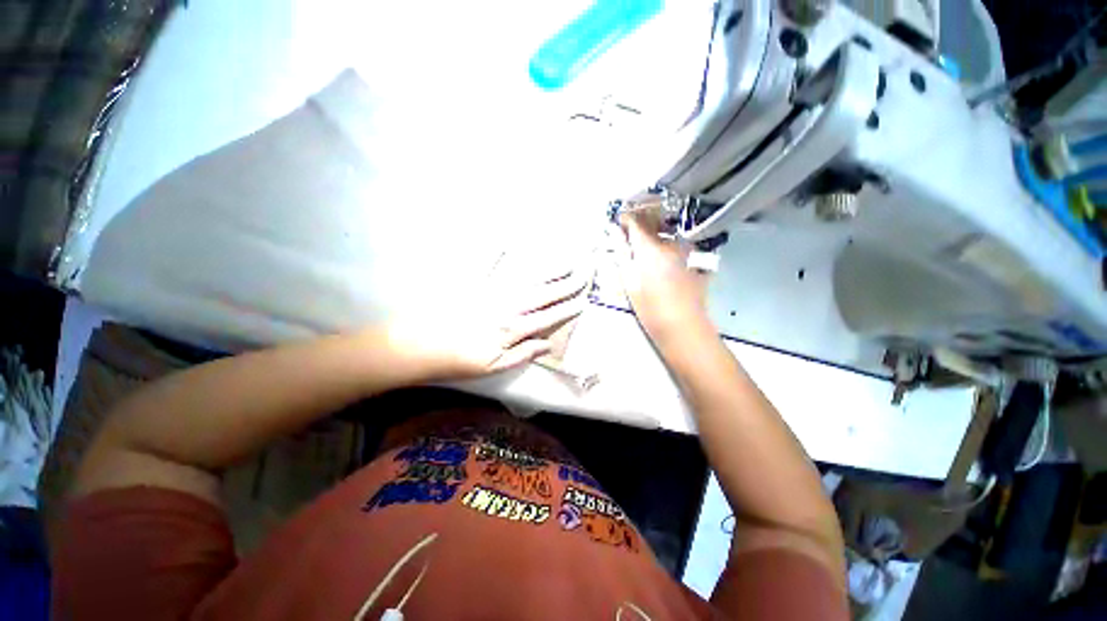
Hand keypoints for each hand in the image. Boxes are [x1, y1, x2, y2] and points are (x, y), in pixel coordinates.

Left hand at [386, 270, 586, 379]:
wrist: (419, 346)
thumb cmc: (459, 360)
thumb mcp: (495, 366)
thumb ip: (523, 353)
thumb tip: (549, 345)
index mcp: (513, 328)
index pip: (548, 317)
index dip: (567, 310)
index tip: (583, 301)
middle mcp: (507, 306)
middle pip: (543, 294)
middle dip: (566, 284)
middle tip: (584, 273)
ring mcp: (491, 292)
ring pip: (526, 278)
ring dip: (547, 269)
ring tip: (564, 260)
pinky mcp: (474, 284)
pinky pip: (488, 265)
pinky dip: (498, 253)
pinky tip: (507, 242)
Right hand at [608, 211, 711, 343]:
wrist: (682, 325)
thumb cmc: (649, 307)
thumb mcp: (629, 281)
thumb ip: (621, 253)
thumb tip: (614, 232)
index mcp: (649, 248)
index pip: (636, 221)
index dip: (625, 219)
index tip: (618, 223)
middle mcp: (669, 243)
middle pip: (653, 222)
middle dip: (639, 223)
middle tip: (629, 235)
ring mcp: (684, 250)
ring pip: (665, 232)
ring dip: (653, 233)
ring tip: (644, 247)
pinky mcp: (693, 258)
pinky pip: (676, 243)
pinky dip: (666, 244)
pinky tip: (661, 259)